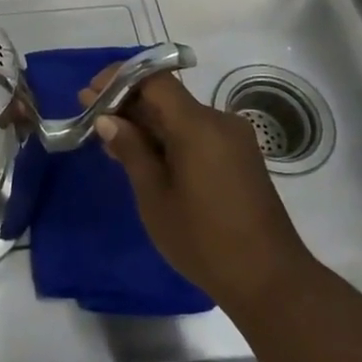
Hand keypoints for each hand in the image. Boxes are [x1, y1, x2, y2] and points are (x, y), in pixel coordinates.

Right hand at [83, 69, 314, 312]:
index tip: (90, 95)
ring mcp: (233, 140)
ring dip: (146, 124)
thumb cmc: (204, 239)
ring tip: (110, 143)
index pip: (154, 79)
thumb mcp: (154, 196)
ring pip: (180, 117)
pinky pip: (196, 134)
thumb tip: (106, 119)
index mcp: (198, 125)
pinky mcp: (239, 159)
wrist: (271, 282)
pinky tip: (143, 158)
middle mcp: (219, 122)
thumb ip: (131, 150)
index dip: (118, 80)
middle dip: (127, 104)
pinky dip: (167, 139)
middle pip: (166, 97)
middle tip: (91, 119)